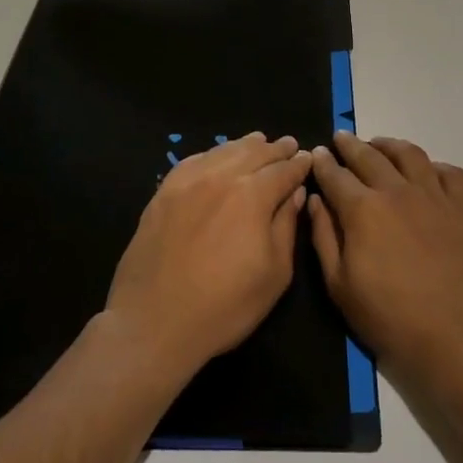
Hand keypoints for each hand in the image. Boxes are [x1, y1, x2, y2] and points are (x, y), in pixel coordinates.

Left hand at [106, 132, 311, 382]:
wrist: (154, 322)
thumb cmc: (225, 306)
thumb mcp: (274, 274)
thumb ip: (286, 226)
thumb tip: (294, 193)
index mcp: (253, 195)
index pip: (283, 170)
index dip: (298, 164)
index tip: (307, 158)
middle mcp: (221, 177)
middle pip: (254, 153)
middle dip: (275, 149)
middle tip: (288, 144)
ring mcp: (188, 182)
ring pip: (223, 151)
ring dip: (245, 145)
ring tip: (258, 141)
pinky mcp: (163, 192)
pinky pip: (193, 161)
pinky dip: (212, 154)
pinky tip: (217, 156)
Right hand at [308, 132, 462, 395]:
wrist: (459, 337)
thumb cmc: (392, 318)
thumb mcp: (340, 286)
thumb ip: (324, 237)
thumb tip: (314, 200)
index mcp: (363, 209)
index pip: (336, 175)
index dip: (323, 163)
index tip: (317, 154)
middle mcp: (397, 191)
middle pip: (369, 156)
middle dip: (351, 145)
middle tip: (342, 139)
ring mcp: (435, 195)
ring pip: (409, 154)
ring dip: (389, 145)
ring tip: (380, 145)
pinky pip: (449, 173)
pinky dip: (433, 166)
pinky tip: (426, 172)